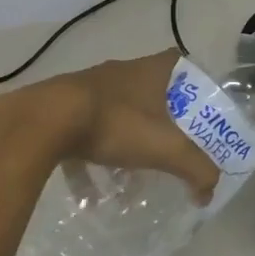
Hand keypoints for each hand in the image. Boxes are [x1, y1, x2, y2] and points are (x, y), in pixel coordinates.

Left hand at [0, 51, 219, 204]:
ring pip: (116, 113)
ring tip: (126, 180)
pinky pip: (84, 133)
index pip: (181, 63)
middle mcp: (122, 71)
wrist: (44, 120)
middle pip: (149, 91)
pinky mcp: (62, 106)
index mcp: (152, 70)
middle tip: (167, 146)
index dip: (193, 82)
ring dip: (123, 143)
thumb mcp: (164, 148)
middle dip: (159, 120)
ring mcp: (89, 87)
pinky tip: (89, 193)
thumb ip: (194, 168)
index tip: (197, 108)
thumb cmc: (115, 123)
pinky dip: (90, 161)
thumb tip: (209, 191)